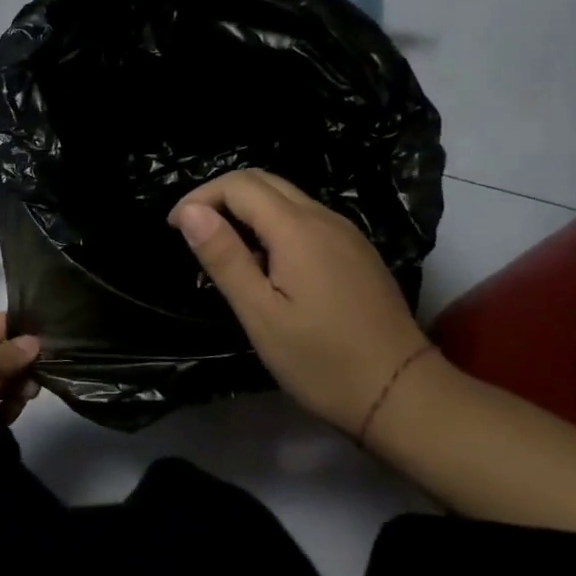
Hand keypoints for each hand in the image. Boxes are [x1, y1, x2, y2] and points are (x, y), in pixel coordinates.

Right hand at [168, 169, 428, 434]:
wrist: (402, 394)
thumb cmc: (321, 360)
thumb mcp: (260, 314)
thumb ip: (224, 257)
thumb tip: (190, 211)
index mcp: (297, 229)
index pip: (238, 185)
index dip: (199, 197)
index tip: (173, 229)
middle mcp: (324, 218)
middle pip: (263, 181)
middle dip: (220, 196)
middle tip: (192, 232)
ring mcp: (346, 233)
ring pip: (286, 198)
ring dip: (246, 209)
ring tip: (222, 249)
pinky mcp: (356, 252)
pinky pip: (305, 219)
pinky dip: (273, 224)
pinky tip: (265, 263)